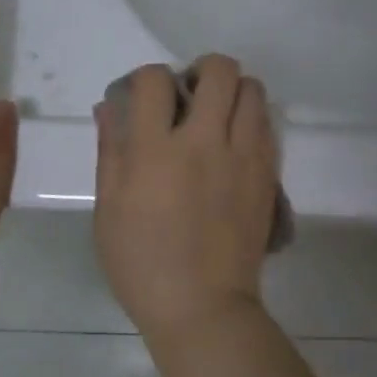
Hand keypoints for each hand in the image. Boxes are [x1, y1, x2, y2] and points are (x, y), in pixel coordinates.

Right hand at [93, 55, 277, 339]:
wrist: (202, 307)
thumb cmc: (142, 263)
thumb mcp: (108, 208)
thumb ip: (111, 150)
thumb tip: (110, 106)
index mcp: (156, 151)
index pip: (155, 79)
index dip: (147, 77)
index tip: (145, 96)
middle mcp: (205, 142)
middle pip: (220, 70)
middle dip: (201, 70)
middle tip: (190, 95)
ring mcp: (243, 157)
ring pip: (253, 90)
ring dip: (232, 92)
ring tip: (217, 117)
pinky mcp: (267, 175)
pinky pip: (267, 125)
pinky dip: (251, 120)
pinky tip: (234, 144)